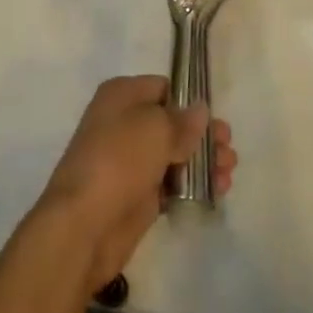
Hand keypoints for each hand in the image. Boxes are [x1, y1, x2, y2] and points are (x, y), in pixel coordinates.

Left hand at [31, 76, 237, 294]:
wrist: (83, 225)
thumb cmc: (119, 160)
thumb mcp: (156, 128)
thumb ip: (183, 120)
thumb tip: (200, 110)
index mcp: (122, 95)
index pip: (163, 88)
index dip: (190, 101)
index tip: (216, 118)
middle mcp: (124, 123)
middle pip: (172, 122)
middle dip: (202, 135)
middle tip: (228, 147)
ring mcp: (130, 161)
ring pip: (174, 154)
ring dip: (203, 160)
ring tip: (228, 171)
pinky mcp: (138, 195)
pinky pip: (171, 182)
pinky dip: (193, 184)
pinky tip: (218, 189)